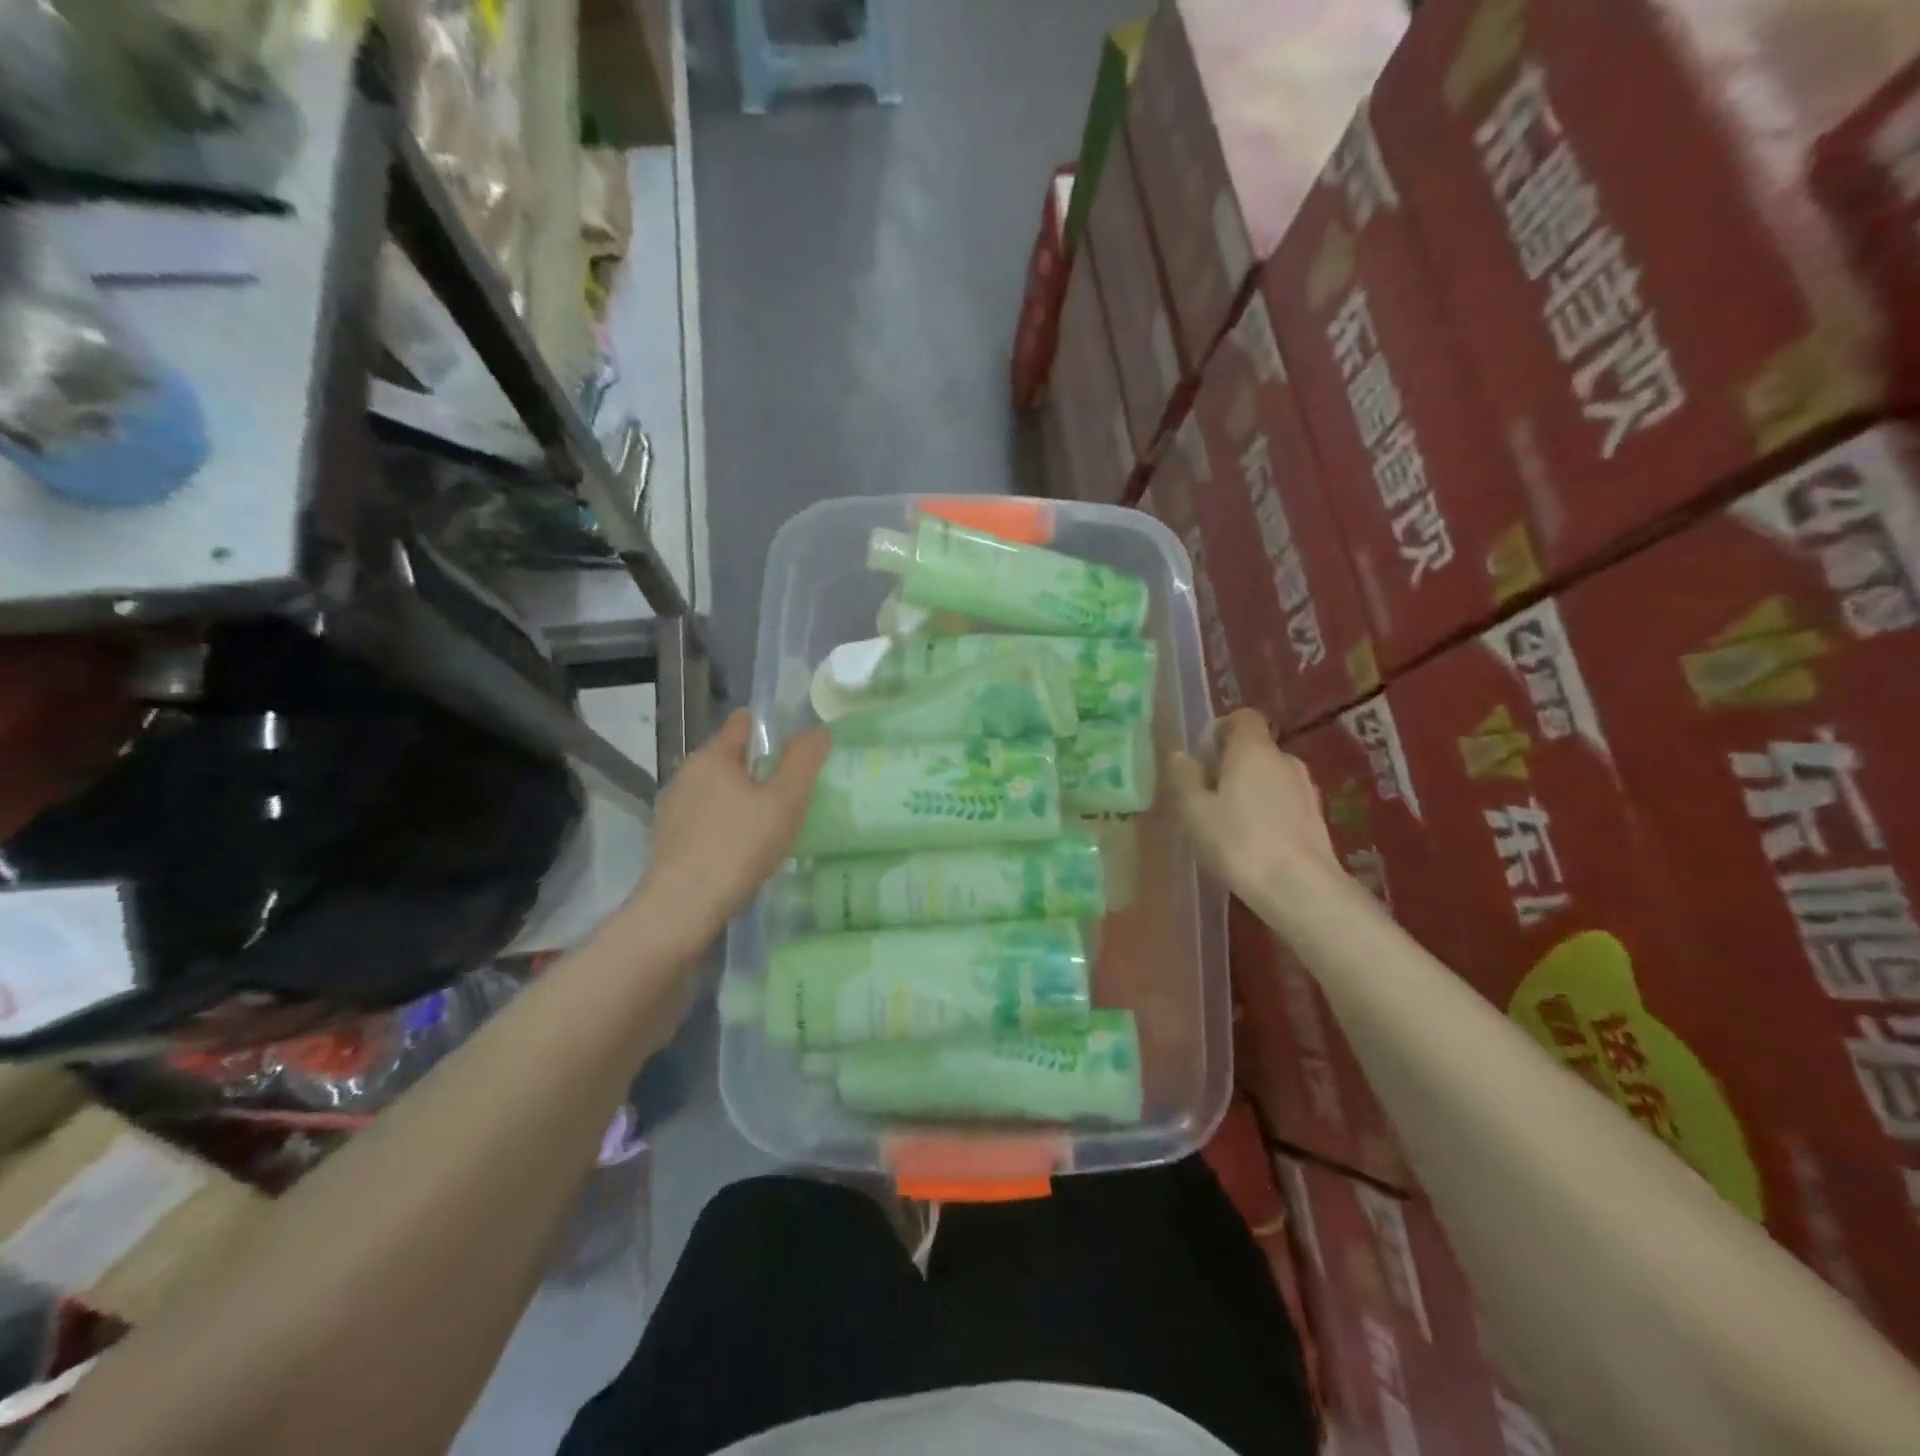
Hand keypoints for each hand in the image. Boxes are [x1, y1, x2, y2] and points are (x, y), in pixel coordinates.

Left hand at [631, 710, 830, 954]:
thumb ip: (803, 761)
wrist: (682, 908)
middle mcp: (687, 773)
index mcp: (713, 756)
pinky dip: (727, 826)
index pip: (745, 722)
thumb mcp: (785, 801)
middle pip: (732, 758)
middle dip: (762, 770)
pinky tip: (744, 853)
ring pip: (719, 791)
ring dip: (744, 801)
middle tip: (794, 795)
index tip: (799, 753)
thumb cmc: (739, 847)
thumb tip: (818, 730)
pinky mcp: (669, 839)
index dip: (774, 730)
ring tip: (773, 827)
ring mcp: (674, 807)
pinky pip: (707, 819)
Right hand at [1168, 708, 1345, 916]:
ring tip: (1227, 821)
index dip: (1220, 730)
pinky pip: (1283, 801)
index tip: (1202, 757)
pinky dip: (1266, 810)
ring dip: (1249, 789)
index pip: (1242, 717)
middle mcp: (1284, 759)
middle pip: (1255, 748)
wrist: (1300, 888)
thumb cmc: (1238, 842)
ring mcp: (1305, 788)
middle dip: (1230, 764)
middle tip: (1206, 794)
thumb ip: (1184, 777)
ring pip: (1270, 776)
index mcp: (1253, 749)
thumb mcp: (1194, 810)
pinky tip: (1252, 841)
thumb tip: (1181, 756)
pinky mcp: (1316, 817)